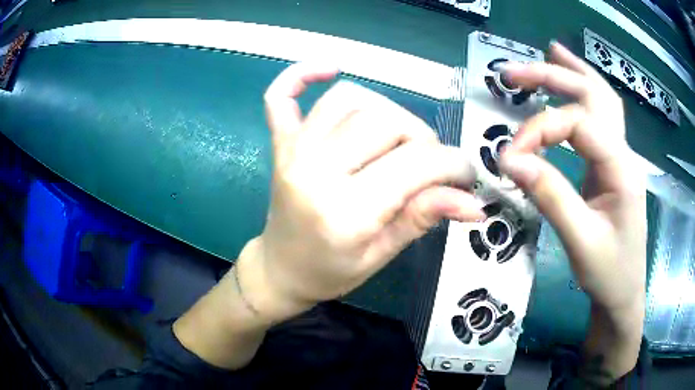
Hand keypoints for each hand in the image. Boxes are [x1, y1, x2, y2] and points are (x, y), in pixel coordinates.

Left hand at [235, 63, 484, 322]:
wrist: (280, 268)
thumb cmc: (330, 271)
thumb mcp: (382, 254)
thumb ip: (423, 217)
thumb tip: (473, 202)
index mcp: (345, 211)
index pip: (416, 164)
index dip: (453, 164)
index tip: (466, 175)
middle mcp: (315, 170)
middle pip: (387, 122)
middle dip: (423, 140)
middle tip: (429, 167)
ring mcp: (293, 151)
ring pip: (351, 99)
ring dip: (387, 112)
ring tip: (396, 141)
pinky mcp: (280, 143)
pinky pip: (281, 96)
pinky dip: (303, 75)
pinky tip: (330, 69)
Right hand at [499, 42, 645, 378]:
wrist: (624, 291)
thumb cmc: (608, 273)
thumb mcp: (580, 241)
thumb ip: (550, 196)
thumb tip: (511, 160)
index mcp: (621, 168)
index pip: (578, 124)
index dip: (540, 131)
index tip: (509, 156)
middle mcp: (624, 153)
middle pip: (593, 95)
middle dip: (553, 76)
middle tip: (512, 73)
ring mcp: (619, 156)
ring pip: (601, 99)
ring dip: (574, 73)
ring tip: (549, 53)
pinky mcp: (610, 165)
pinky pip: (599, 118)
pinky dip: (583, 93)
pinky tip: (571, 82)